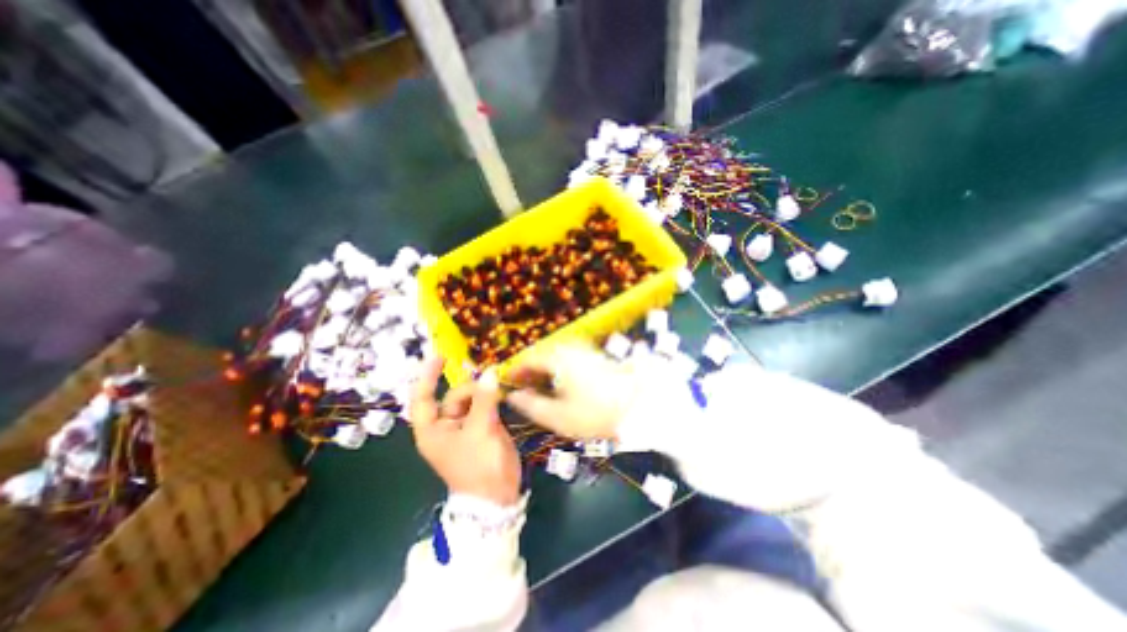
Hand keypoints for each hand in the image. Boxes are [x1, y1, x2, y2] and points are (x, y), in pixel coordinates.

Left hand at [412, 359, 522, 504]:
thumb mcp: (480, 430)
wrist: (498, 495)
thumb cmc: (479, 466)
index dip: (427, 376)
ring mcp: (465, 427)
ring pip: (472, 399)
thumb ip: (485, 399)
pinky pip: (484, 406)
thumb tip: (490, 371)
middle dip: (471, 387)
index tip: (439, 356)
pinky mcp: (482, 428)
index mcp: (433, 430)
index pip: (423, 398)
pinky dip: (492, 398)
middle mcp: (446, 426)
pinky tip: (501, 392)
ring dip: (484, 391)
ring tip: (498, 387)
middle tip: (491, 382)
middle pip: (454, 396)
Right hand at [504, 345, 641, 439]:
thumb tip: (513, 396)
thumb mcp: (558, 416)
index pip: (528, 359)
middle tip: (523, 387)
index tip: (508, 383)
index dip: (516, 371)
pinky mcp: (594, 356)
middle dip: (530, 370)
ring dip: (544, 369)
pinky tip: (561, 383)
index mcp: (556, 359)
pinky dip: (558, 368)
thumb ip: (531, 405)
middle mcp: (568, 349)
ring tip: (539, 386)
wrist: (636, 405)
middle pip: (541, 354)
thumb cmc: (594, 413)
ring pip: (555, 355)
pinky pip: (568, 357)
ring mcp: (583, 350)